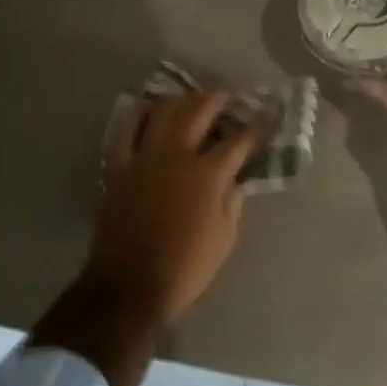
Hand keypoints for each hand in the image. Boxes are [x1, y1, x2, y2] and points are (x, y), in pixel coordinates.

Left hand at [86, 90, 267, 330]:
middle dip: (218, 99)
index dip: (256, 126)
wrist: (127, 288)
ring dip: (182, 100)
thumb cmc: (185, 268)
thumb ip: (233, 202)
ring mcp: (144, 157)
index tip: (267, 115)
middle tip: (228, 97)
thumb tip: (236, 179)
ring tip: (192, 101)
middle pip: (200, 110)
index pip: (239, 140)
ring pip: (164, 111)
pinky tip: (150, 112)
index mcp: (208, 174)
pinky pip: (127, 130)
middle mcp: (177, 155)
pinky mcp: (119, 166)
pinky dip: (140, 115)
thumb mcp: (224, 239)